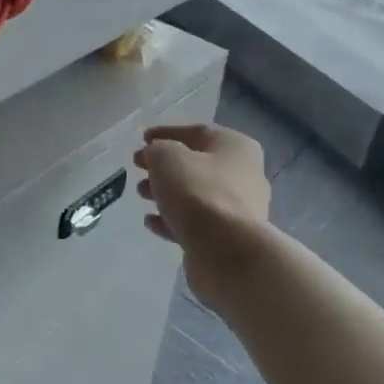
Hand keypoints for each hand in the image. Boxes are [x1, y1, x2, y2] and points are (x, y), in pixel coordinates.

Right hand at [134, 124, 270, 255]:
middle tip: (139, 168)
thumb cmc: (197, 191)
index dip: (166, 133)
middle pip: (197, 165)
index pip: (197, 132)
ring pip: (195, 195)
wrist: (225, 250)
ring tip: (141, 195)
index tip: (142, 140)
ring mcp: (239, 209)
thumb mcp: (167, 157)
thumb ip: (157, 149)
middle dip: (164, 166)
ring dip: (166, 193)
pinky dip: (173, 219)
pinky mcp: (229, 238)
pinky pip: (196, 222)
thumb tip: (157, 156)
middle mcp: (244, 174)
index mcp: (236, 147)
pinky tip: (151, 222)